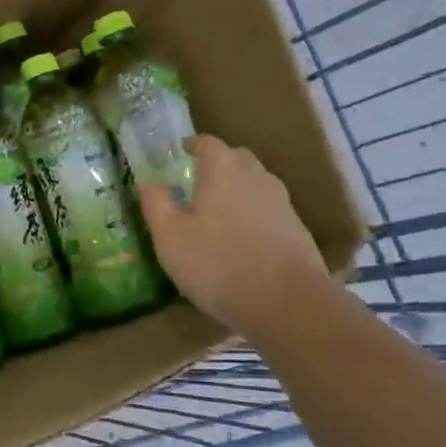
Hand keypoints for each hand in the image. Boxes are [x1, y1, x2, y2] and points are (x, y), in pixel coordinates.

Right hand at [138, 134, 330, 345]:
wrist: (288, 303)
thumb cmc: (218, 263)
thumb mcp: (170, 237)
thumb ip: (156, 204)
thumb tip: (148, 182)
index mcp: (223, 171)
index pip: (207, 143)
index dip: (192, 145)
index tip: (179, 152)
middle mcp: (256, 177)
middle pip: (236, 159)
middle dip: (217, 164)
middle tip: (196, 181)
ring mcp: (282, 204)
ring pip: (255, 184)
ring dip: (237, 190)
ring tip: (218, 212)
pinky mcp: (297, 231)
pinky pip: (269, 211)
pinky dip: (253, 215)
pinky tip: (242, 240)